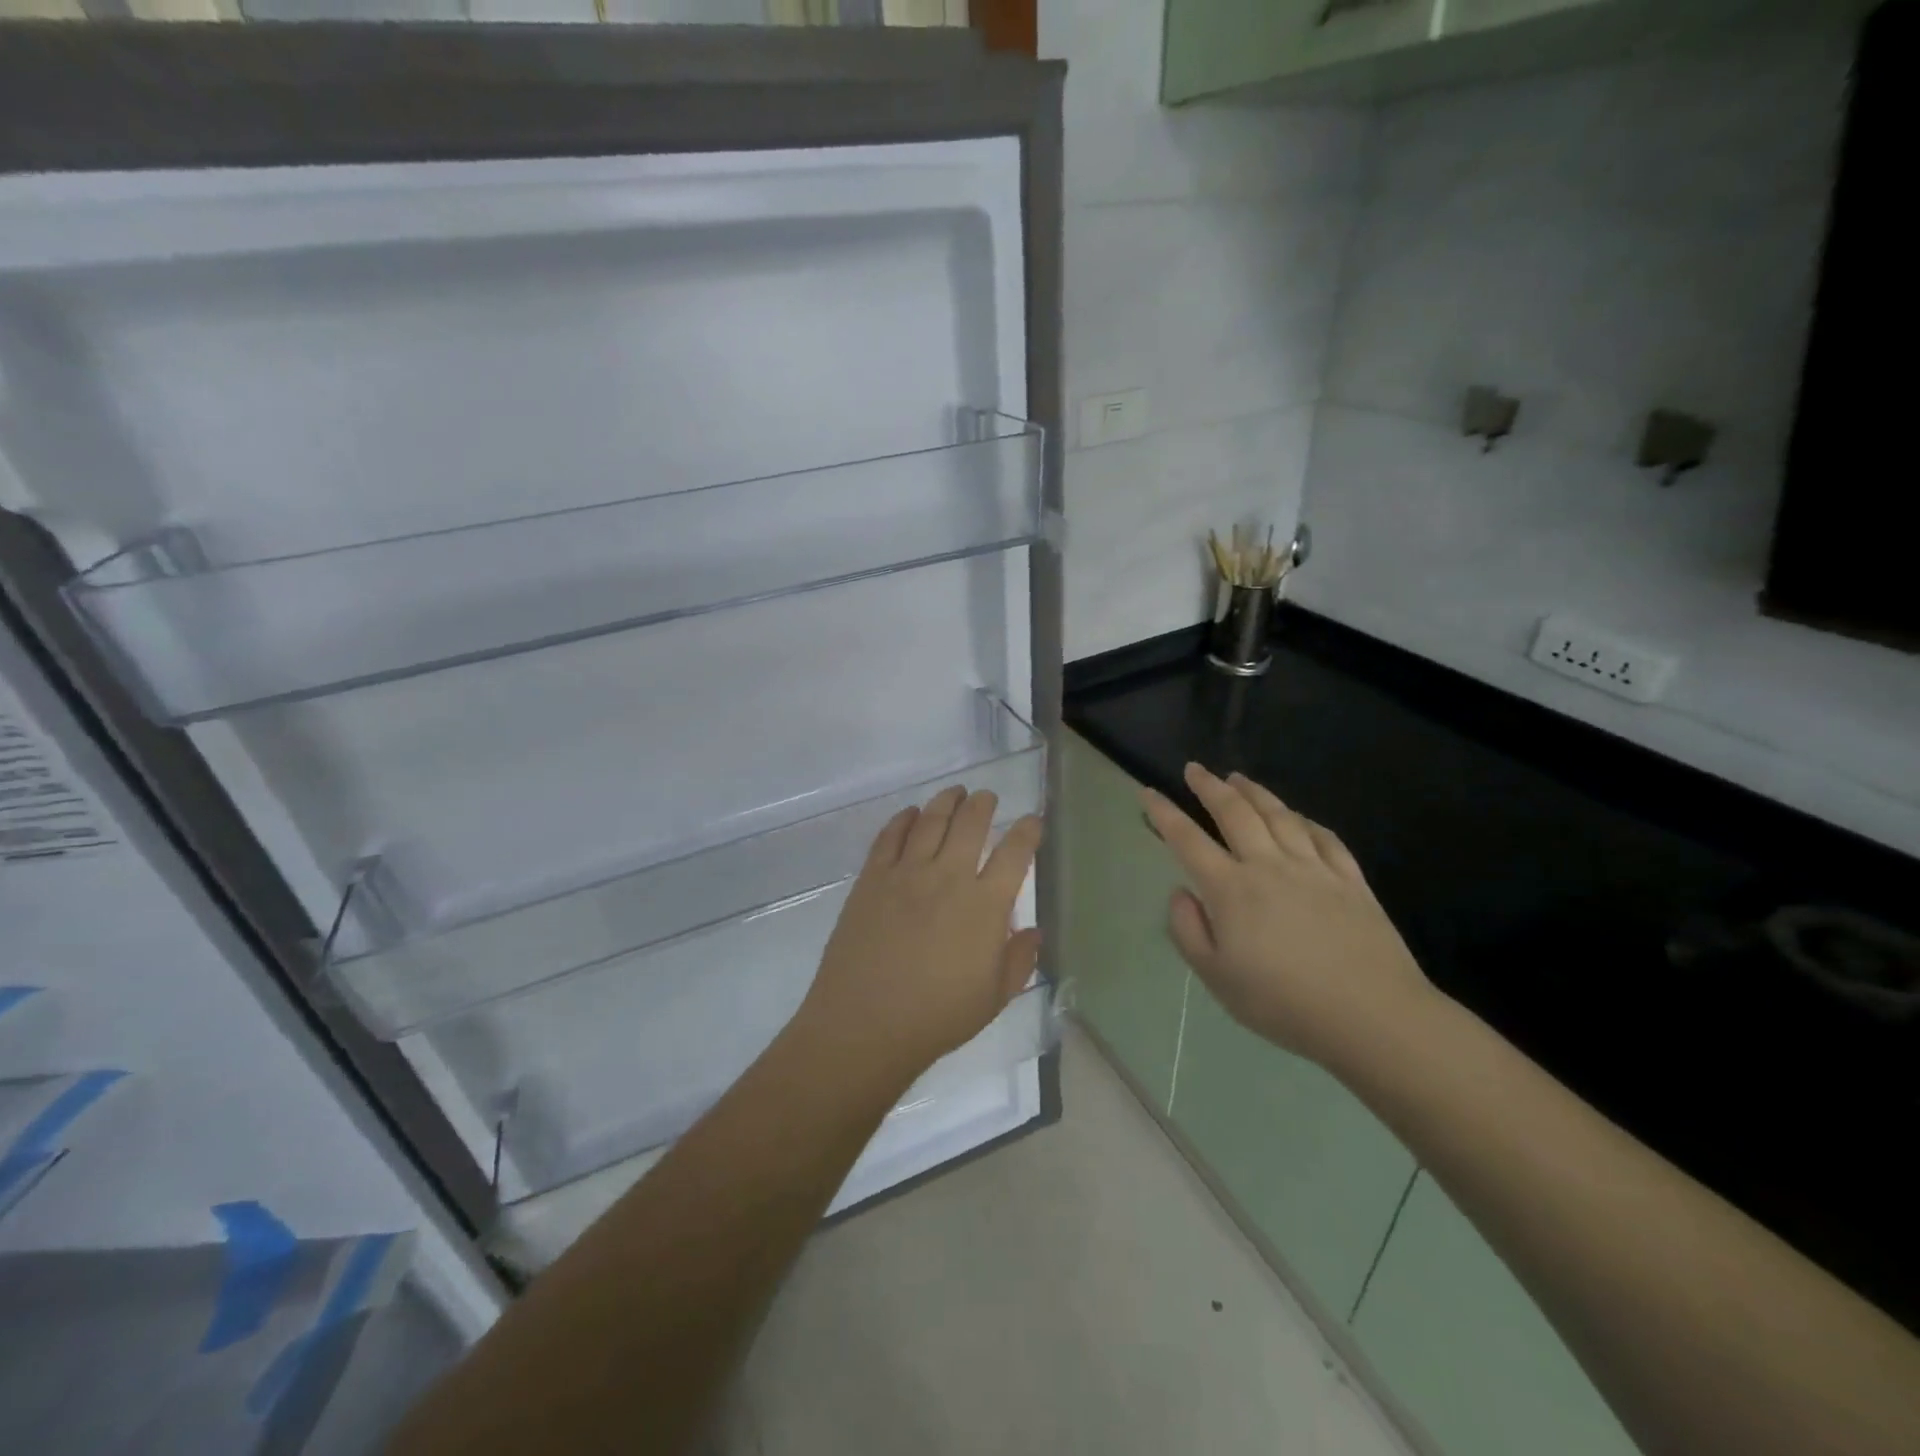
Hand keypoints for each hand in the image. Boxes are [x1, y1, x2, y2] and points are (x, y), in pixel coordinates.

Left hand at [793, 786, 1042, 1090]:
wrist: (865, 1024)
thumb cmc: (936, 1017)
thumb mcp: (993, 998)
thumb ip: (1018, 960)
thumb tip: (1033, 931)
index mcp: (985, 906)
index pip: (1014, 853)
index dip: (1027, 831)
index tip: (1032, 821)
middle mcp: (948, 877)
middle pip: (970, 824)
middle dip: (984, 804)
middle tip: (987, 797)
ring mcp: (906, 874)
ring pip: (931, 821)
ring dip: (946, 801)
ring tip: (955, 793)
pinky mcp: (872, 878)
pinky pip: (889, 836)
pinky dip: (903, 819)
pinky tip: (910, 814)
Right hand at [1143, 763, 1432, 1067]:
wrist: (1371, 1016)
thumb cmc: (1283, 1003)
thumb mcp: (1217, 978)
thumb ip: (1189, 931)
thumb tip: (1181, 892)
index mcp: (1231, 889)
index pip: (1188, 840)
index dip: (1165, 813)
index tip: (1148, 792)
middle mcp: (1269, 866)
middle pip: (1235, 813)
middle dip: (1210, 787)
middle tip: (1194, 769)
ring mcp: (1314, 869)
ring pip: (1279, 816)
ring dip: (1254, 792)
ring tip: (1238, 777)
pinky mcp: (1350, 880)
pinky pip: (1324, 837)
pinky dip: (1305, 820)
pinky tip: (1298, 816)